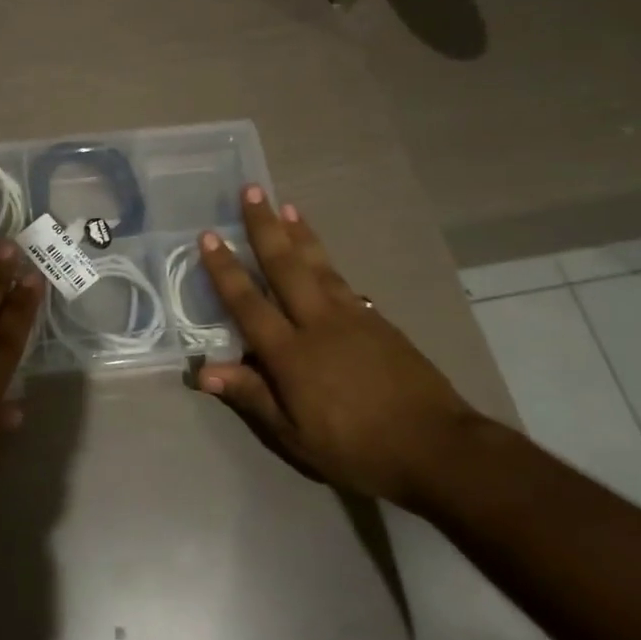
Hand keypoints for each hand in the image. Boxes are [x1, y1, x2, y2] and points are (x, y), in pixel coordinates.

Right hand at [195, 186, 477, 505]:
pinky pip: (343, 282)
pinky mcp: (378, 322)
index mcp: (290, 353)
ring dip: (299, 233)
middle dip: (265, 227)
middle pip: (285, 266)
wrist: (437, 447)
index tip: (210, 236)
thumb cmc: (356, 448)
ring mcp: (352, 317)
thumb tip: (204, 371)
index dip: (226, 269)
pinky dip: (326, 262)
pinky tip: (322, 256)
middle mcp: (317, 323)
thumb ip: (252, 396)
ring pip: (318, 265)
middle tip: (252, 190)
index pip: (248, 302)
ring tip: (287, 205)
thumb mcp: (295, 436)